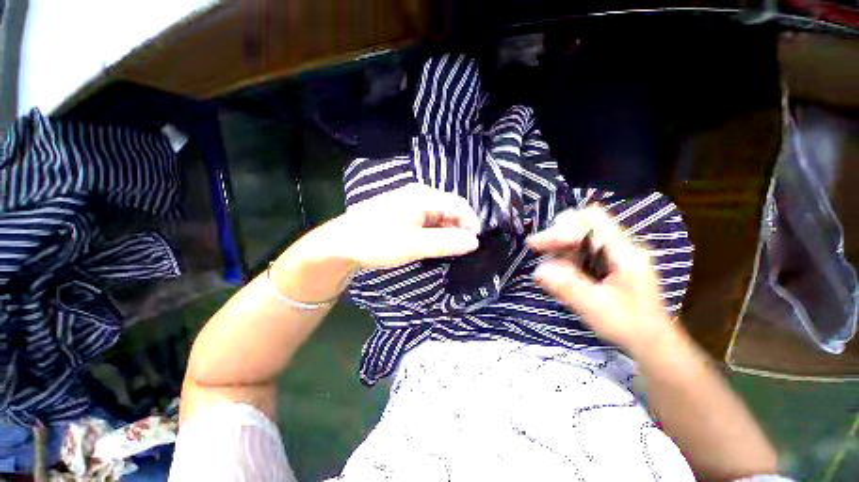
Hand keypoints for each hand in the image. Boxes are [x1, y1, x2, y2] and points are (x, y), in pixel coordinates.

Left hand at [331, 183, 479, 268]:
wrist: (341, 244)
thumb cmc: (378, 241)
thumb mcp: (415, 245)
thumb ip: (446, 242)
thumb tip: (474, 242)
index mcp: (423, 196)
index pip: (459, 205)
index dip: (471, 223)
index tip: (475, 244)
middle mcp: (419, 195)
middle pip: (450, 209)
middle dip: (459, 228)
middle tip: (461, 250)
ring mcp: (410, 203)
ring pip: (439, 216)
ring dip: (447, 232)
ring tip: (448, 249)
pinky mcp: (404, 213)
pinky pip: (428, 220)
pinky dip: (435, 232)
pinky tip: (433, 244)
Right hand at [527, 206, 673, 350]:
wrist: (652, 341)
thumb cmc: (629, 326)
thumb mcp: (596, 308)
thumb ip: (567, 286)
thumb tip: (539, 271)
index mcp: (624, 252)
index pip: (589, 222)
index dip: (559, 231)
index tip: (534, 245)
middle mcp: (621, 245)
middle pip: (584, 221)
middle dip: (558, 233)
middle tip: (540, 249)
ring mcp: (615, 252)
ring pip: (581, 232)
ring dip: (560, 243)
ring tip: (549, 264)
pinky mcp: (608, 261)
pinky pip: (582, 246)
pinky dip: (565, 253)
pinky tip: (559, 269)